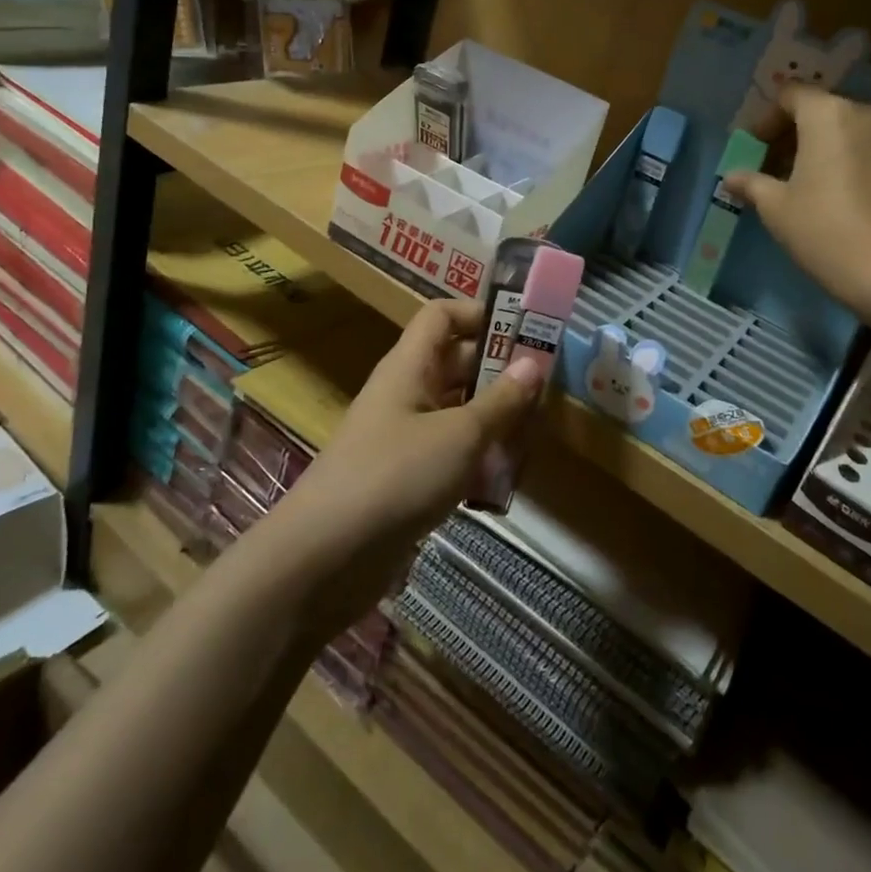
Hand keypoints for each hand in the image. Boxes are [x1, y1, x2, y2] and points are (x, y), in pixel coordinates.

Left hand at [275, 299, 544, 631]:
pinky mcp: (405, 480)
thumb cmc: (395, 476)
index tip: (523, 330)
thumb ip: (500, 401)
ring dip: (493, 421)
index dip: (479, 314)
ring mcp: (403, 438)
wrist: (324, 557)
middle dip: (499, 373)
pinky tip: (505, 482)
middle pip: (455, 365)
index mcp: (409, 367)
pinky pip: (448, 455)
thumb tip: (532, 363)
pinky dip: (476, 461)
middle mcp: (404, 394)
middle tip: (546, 388)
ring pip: (456, 413)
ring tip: (535, 435)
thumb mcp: (459, 435)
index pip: (441, 316)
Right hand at [723, 86, 870, 319]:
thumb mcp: (776, 207)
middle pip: (819, 111)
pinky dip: (843, 162)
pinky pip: (865, 151)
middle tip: (770, 166)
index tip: (753, 148)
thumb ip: (752, 183)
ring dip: (818, 149)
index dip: (766, 119)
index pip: (790, 96)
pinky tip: (827, 195)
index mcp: (828, 114)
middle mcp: (864, 114)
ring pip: (844, 131)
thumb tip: (732, 177)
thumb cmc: (824, 229)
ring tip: (796, 184)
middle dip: (792, 135)